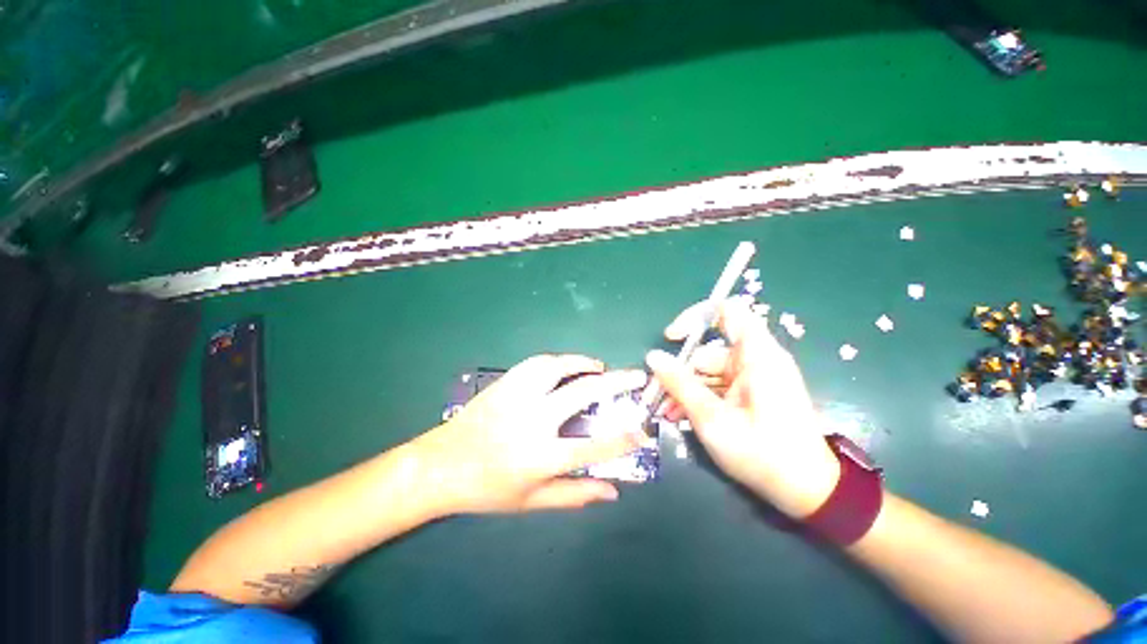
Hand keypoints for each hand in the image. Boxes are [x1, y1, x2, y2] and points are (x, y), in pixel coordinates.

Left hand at [411, 355, 647, 514]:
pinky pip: (536, 363)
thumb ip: (574, 495)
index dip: (622, 439)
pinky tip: (566, 365)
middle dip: (615, 383)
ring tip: (599, 366)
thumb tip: (612, 491)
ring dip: (583, 363)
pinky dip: (557, 360)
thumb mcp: (531, 502)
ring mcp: (516, 397)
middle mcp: (531, 421)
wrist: (441, 465)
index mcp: (538, 457)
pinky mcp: (505, 383)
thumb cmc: (487, 489)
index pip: (591, 448)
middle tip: (636, 375)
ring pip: (557, 368)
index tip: (643, 429)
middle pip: (581, 395)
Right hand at [646, 298, 840, 518]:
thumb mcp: (711, 417)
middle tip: (656, 394)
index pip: (727, 311)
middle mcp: (756, 359)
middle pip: (708, 350)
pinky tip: (681, 416)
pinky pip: (718, 386)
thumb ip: (679, 384)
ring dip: (686, 389)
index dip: (696, 316)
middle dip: (680, 372)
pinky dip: (700, 397)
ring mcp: (754, 377)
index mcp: (756, 354)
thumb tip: (653, 357)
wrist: (806, 491)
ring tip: (666, 412)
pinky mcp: (751, 393)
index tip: (673, 338)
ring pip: (709, 372)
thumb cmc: (761, 452)